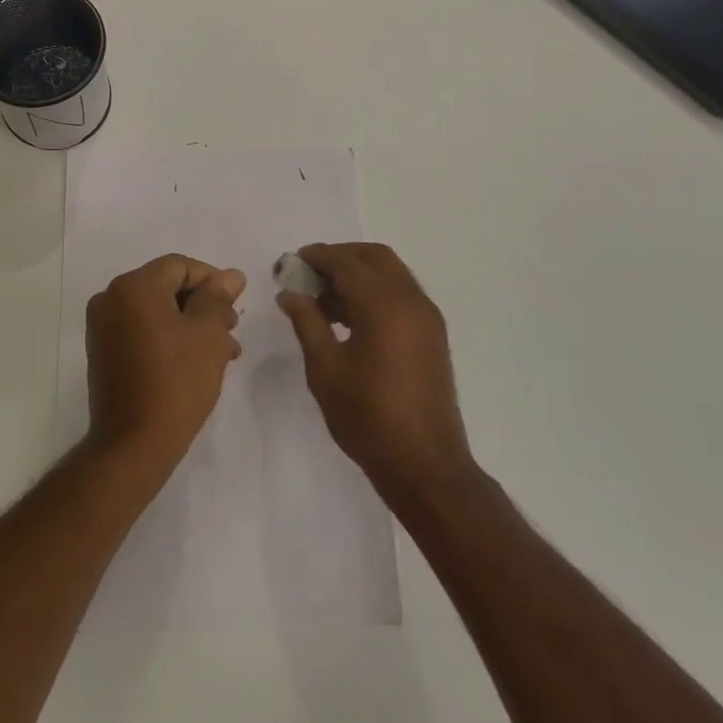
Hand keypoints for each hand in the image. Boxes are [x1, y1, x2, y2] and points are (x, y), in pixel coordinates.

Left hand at [86, 253, 246, 472]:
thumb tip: (230, 276)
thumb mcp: (208, 335)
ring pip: (157, 311)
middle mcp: (111, 298)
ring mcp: (103, 326)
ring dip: (190, 325)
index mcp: (134, 286)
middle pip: (167, 287)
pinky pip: (142, 330)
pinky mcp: (103, 351)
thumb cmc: (176, 382)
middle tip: (232, 332)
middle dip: (203, 306)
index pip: (180, 266)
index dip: (212, 281)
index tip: (236, 306)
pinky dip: (168, 338)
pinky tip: (195, 362)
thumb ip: (218, 298)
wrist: (132, 444)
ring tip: (222, 353)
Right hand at [280, 243, 473, 506]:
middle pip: (375, 257)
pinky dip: (375, 292)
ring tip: (324, 301)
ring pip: (391, 274)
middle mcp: (411, 301)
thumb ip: (307, 323)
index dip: (318, 256)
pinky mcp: (432, 335)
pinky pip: (401, 294)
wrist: (425, 466)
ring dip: (359, 275)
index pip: (347, 262)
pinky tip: (350, 319)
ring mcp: (427, 318)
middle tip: (310, 275)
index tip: (293, 262)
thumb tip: (289, 293)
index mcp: (385, 306)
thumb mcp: (325, 369)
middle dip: (341, 257)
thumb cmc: (368, 418)